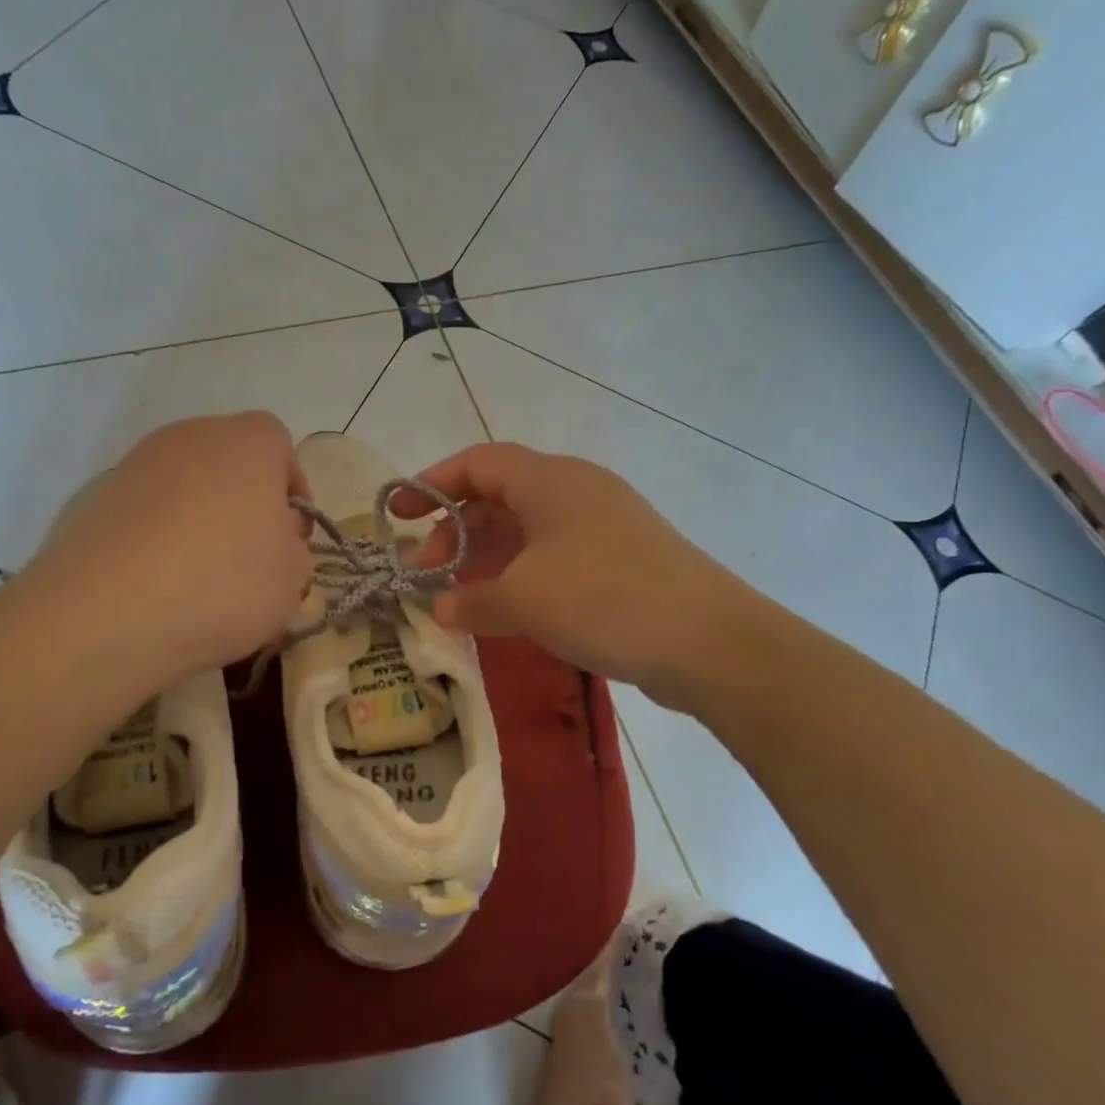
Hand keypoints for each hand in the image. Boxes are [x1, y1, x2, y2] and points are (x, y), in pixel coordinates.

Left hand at [25, 413, 311, 679]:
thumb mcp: (292, 577)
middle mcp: (191, 436)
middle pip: (229, 460)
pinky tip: (160, 582)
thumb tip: (273, 540)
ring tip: (202, 575)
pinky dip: (159, 536)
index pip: (279, 444)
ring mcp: (138, 463)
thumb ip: (294, 548)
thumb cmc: (225, 583)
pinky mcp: (98, 498)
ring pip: (185, 484)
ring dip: (200, 518)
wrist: (110, 612)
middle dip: (245, 501)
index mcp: (248, 442)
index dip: (291, 488)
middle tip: (251, 554)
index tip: (291, 534)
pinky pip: (147, 511)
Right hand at [395, 443, 762, 708]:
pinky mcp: (621, 560)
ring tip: (458, 595)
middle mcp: (576, 491)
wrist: (708, 641)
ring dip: (486, 557)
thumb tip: (440, 607)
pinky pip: (553, 556)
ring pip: (526, 530)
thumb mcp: (524, 600)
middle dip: (455, 530)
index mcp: (550, 480)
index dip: (431, 484)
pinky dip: (520, 575)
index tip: (396, 514)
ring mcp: (603, 526)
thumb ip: (471, 599)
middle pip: (499, 496)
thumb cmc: (603, 599)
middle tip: (426, 572)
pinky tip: (505, 610)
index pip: (477, 463)